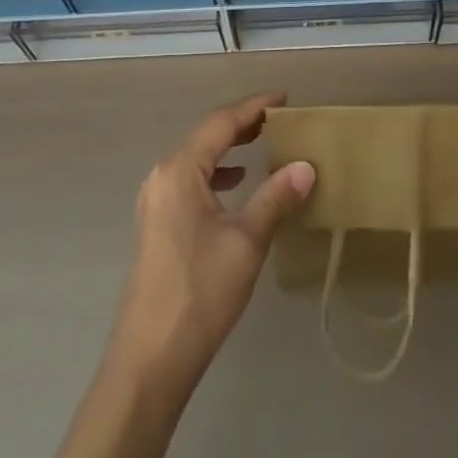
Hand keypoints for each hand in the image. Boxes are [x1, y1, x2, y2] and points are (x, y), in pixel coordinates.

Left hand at [108, 93, 315, 393]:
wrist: (151, 358)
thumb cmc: (201, 291)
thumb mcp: (247, 241)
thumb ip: (276, 198)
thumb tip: (306, 166)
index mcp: (180, 170)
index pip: (221, 123)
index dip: (254, 107)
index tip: (284, 99)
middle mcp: (163, 176)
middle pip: (206, 136)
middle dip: (241, 124)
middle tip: (277, 119)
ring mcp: (156, 201)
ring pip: (197, 159)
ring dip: (228, 148)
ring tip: (261, 143)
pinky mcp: (158, 224)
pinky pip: (190, 180)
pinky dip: (216, 173)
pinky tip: (235, 185)